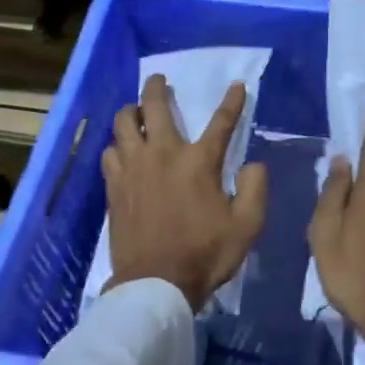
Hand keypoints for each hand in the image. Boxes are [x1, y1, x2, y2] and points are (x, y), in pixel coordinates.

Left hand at [102, 73, 268, 311]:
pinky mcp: (114, 186)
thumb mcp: (247, 226)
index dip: (232, 101)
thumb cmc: (205, 254)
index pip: (221, 122)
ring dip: (129, 112)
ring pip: (122, 123)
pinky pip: (109, 152)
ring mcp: (133, 168)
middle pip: (153, 106)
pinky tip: (121, 151)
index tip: (236, 85)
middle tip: (159, 80)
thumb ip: (255, 189)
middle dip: (157, 87)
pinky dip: (116, 145)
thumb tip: (254, 164)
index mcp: (198, 162)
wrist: (155, 285)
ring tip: (135, 112)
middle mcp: (162, 154)